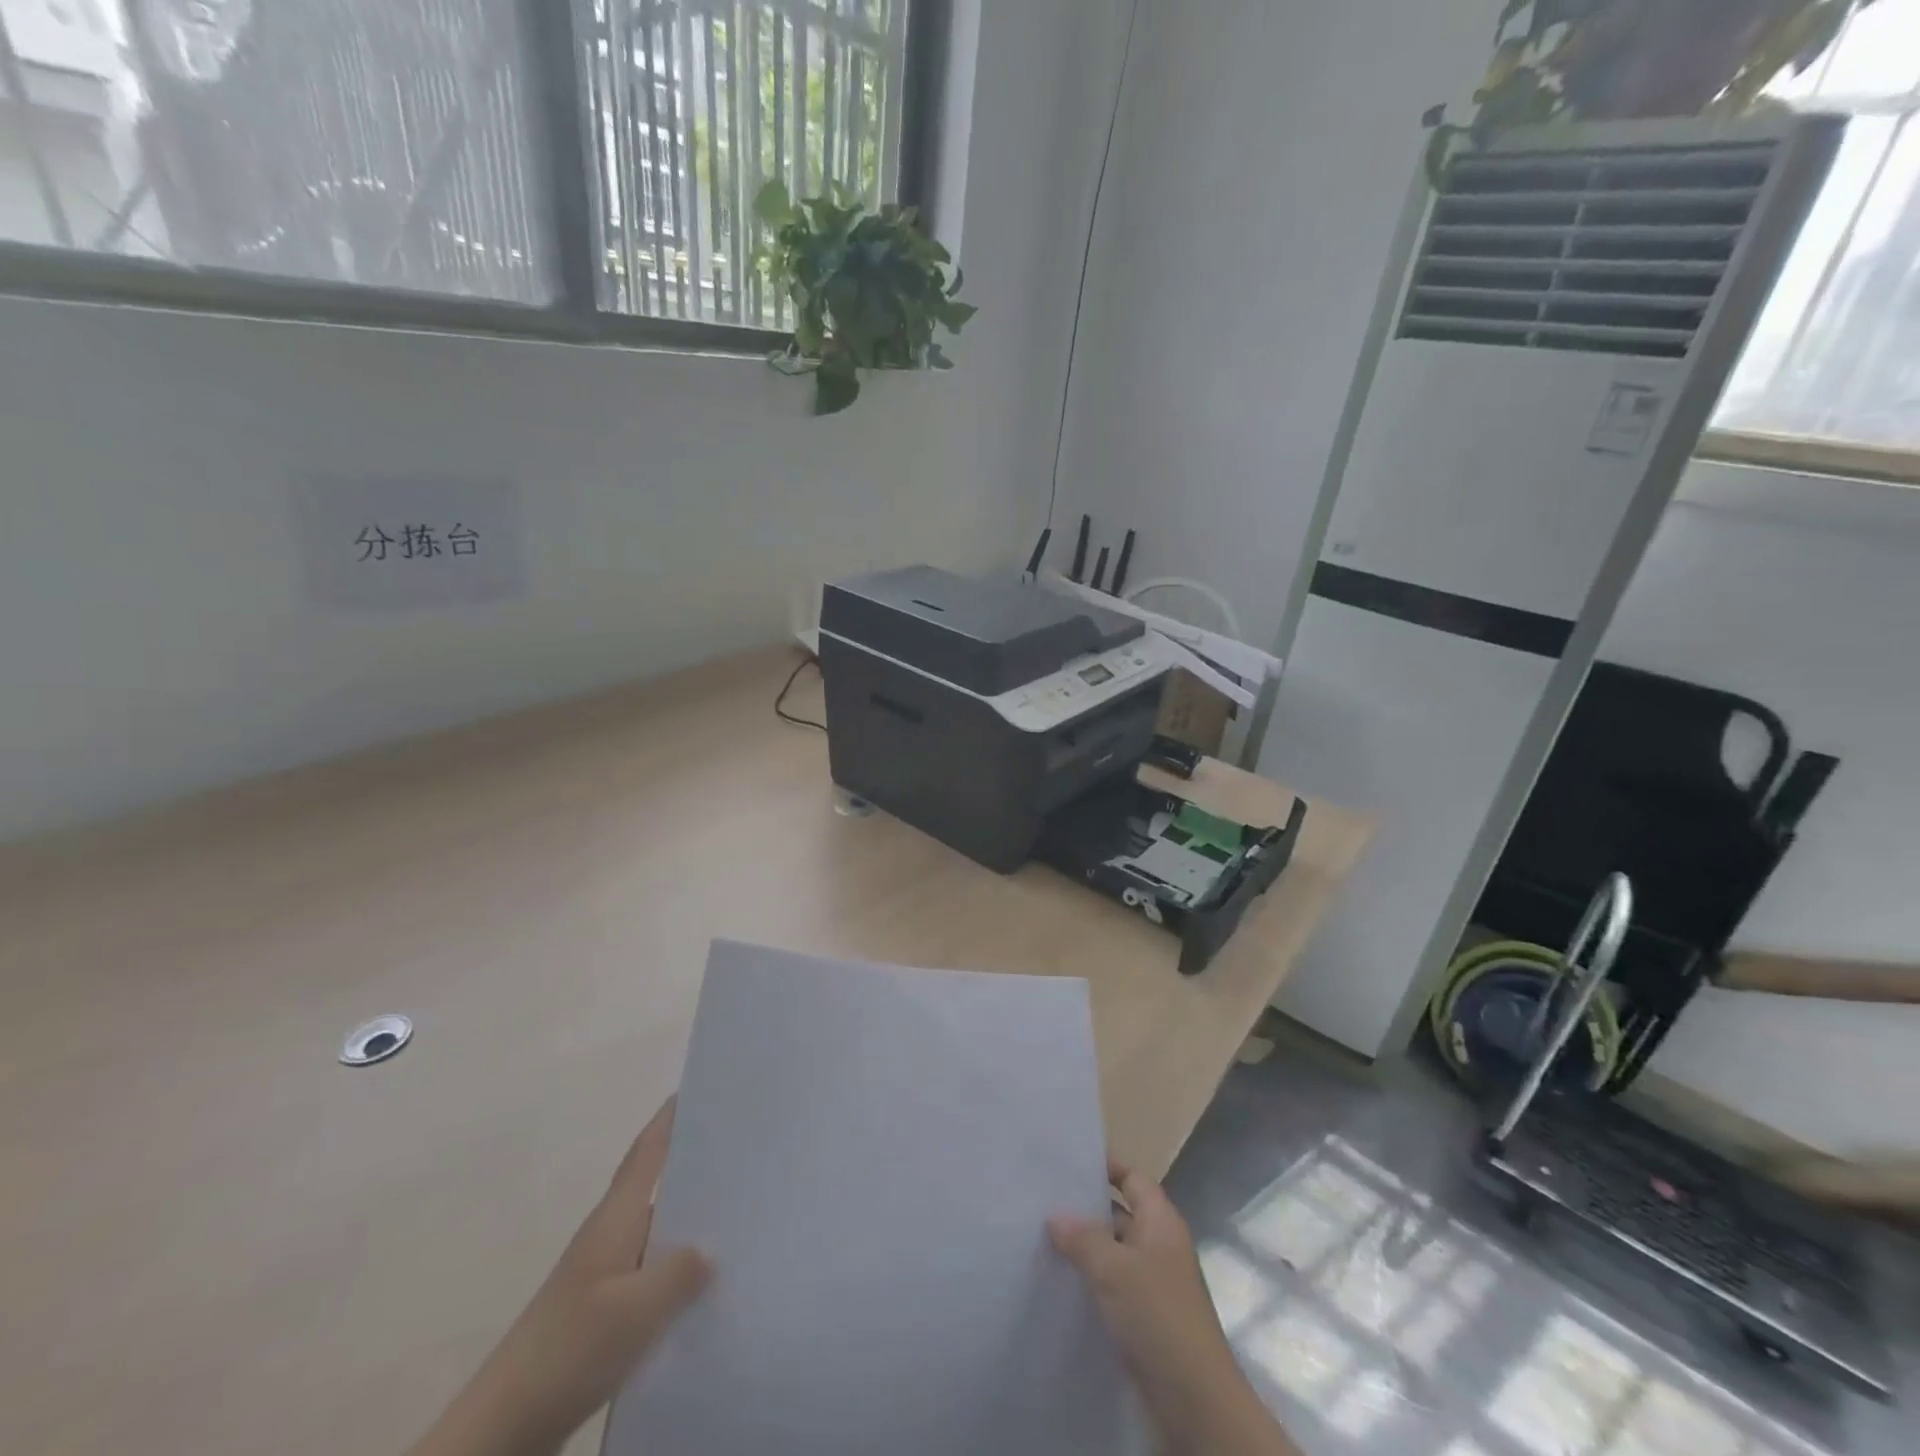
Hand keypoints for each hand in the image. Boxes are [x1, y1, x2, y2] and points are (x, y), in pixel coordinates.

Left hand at [407, 1100, 711, 1455]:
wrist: (501, 1431)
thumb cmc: (568, 1350)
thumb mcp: (635, 1311)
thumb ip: (680, 1273)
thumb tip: (712, 1247)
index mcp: (614, 1221)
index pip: (647, 1154)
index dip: (669, 1119)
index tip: (696, 1089)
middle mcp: (609, 1239)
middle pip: (656, 1188)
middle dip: (692, 1166)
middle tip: (740, 1151)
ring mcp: (603, 1279)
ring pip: (657, 1236)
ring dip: (690, 1224)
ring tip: (739, 1216)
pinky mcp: (602, 1316)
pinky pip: (652, 1277)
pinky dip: (677, 1272)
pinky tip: (705, 1289)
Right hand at [1050, 1158, 1297, 1455]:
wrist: (1197, 1405)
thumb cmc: (1159, 1318)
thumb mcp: (1115, 1269)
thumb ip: (1083, 1238)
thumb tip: (1055, 1216)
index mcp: (1161, 1222)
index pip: (1132, 1178)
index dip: (1106, 1166)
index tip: (1068, 1160)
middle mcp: (1159, 1247)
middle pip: (1120, 1214)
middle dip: (1085, 1208)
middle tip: (1041, 1199)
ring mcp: (1153, 1286)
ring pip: (1113, 1254)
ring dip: (1084, 1249)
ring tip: (1039, 1239)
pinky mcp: (1145, 1322)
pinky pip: (1112, 1288)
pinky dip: (1089, 1283)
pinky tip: (1059, 1285)